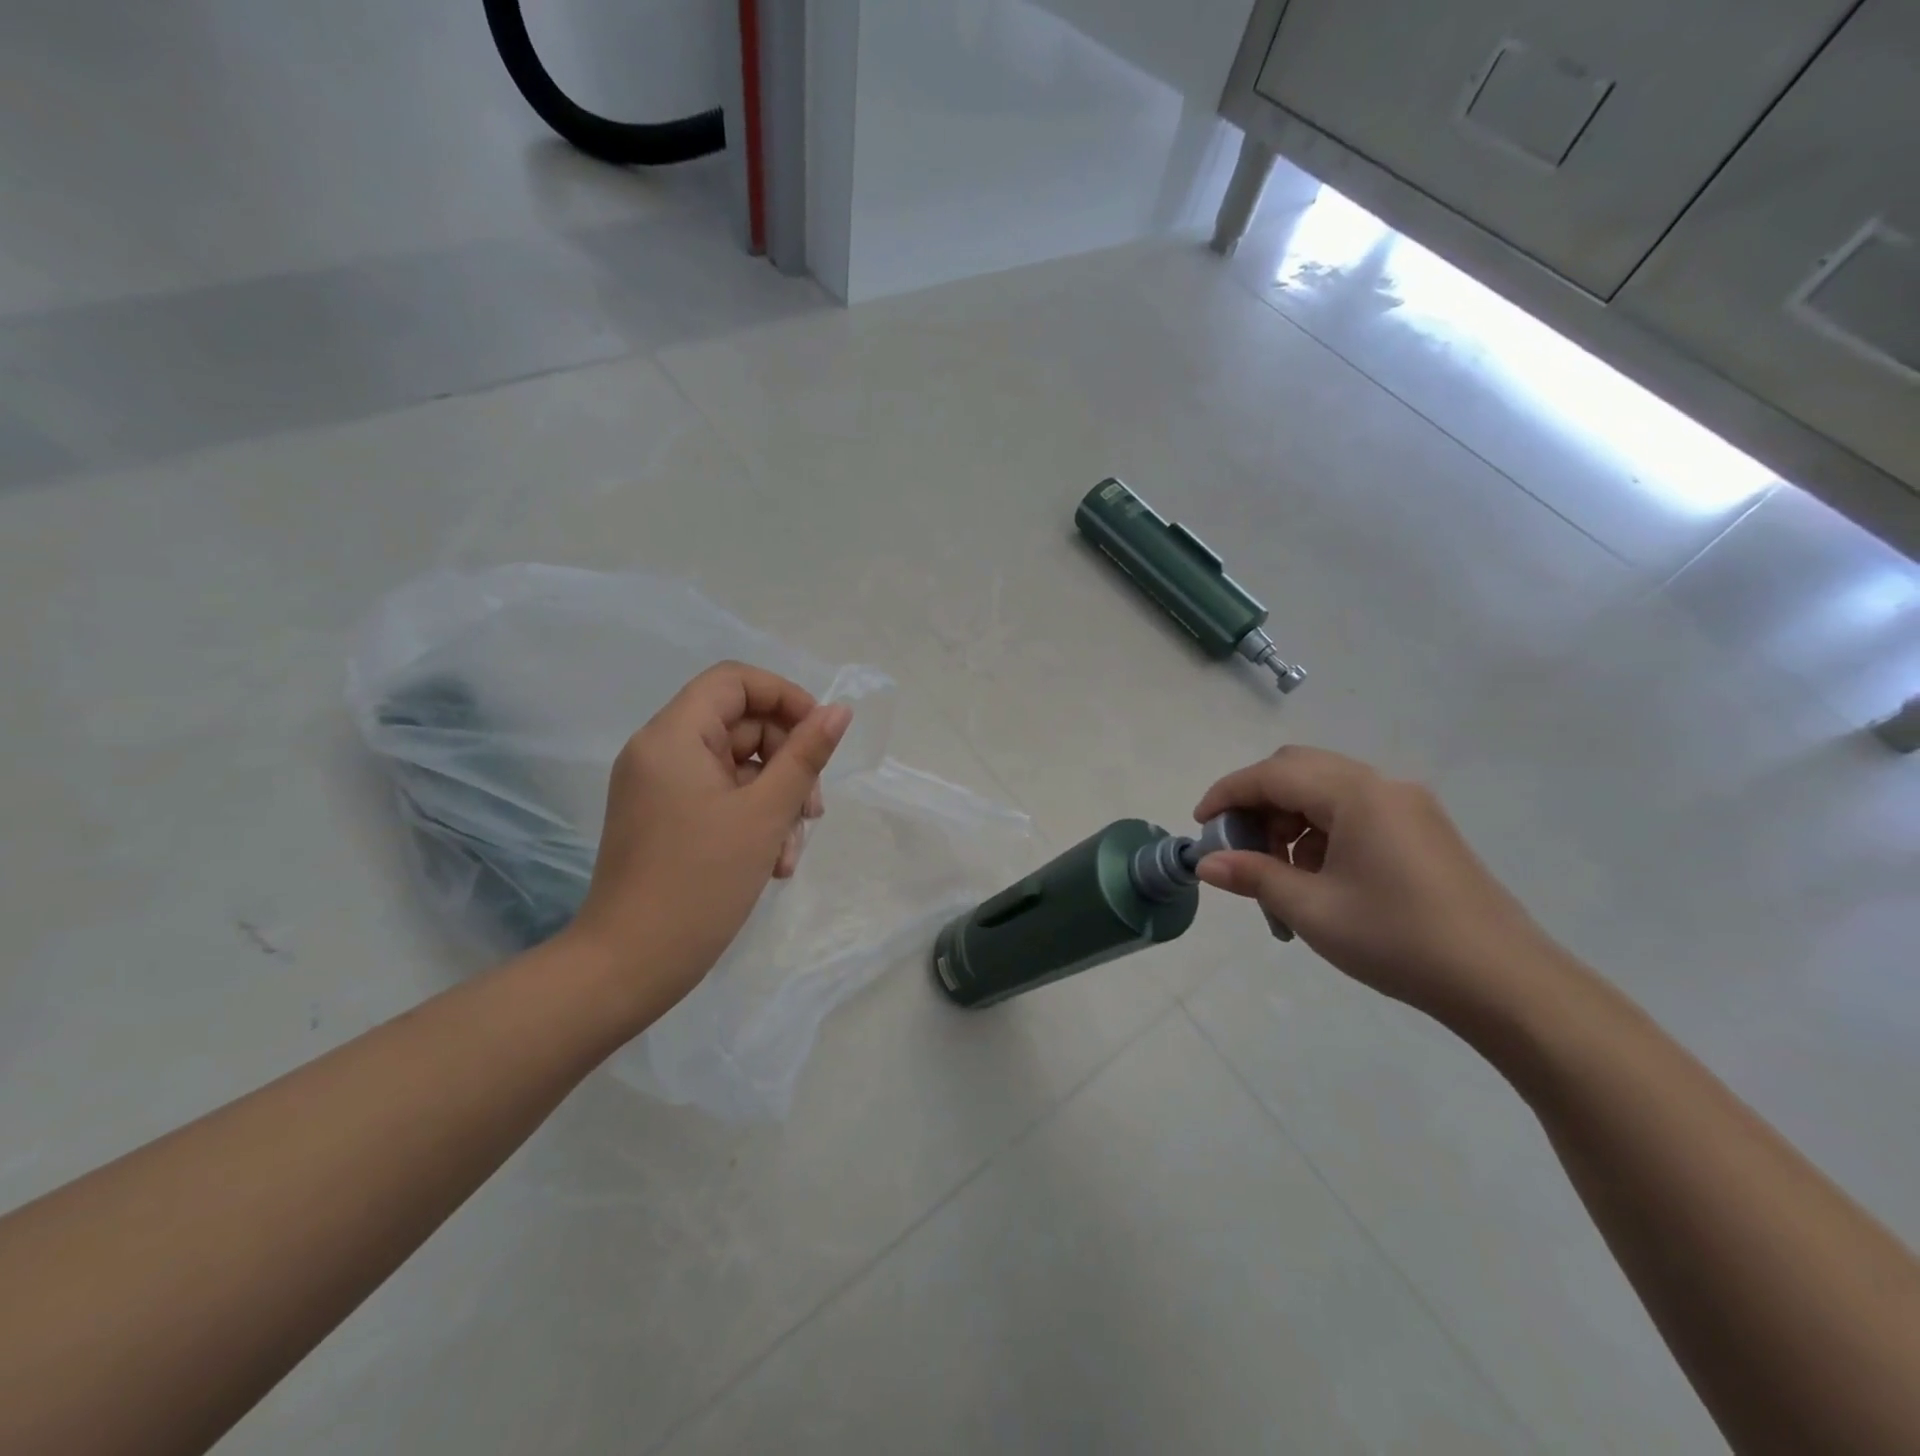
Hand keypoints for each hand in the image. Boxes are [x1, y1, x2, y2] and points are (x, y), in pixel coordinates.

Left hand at [564, 662, 852, 1020]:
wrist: (630, 966)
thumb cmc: (700, 882)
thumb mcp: (766, 814)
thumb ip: (806, 755)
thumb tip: (838, 711)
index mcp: (673, 736)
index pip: (735, 681)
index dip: (785, 698)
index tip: (821, 736)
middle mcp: (661, 751)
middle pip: (742, 726)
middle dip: (788, 763)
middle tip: (813, 810)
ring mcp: (661, 788)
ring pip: (738, 767)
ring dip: (776, 799)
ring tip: (790, 850)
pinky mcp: (666, 819)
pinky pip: (721, 798)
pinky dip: (752, 819)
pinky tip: (772, 863)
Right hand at [1193, 746, 1560, 1022]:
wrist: (1504, 983)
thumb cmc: (1397, 939)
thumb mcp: (1312, 909)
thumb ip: (1254, 876)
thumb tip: (1206, 864)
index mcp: (1356, 794)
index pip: (1272, 774)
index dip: (1228, 794)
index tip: (1200, 824)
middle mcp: (1383, 786)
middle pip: (1299, 770)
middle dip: (1259, 803)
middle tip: (1239, 846)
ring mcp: (1408, 806)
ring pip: (1326, 791)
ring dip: (1290, 820)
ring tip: (1279, 874)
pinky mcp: (1422, 830)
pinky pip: (1354, 812)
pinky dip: (1321, 832)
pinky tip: (1319, 878)